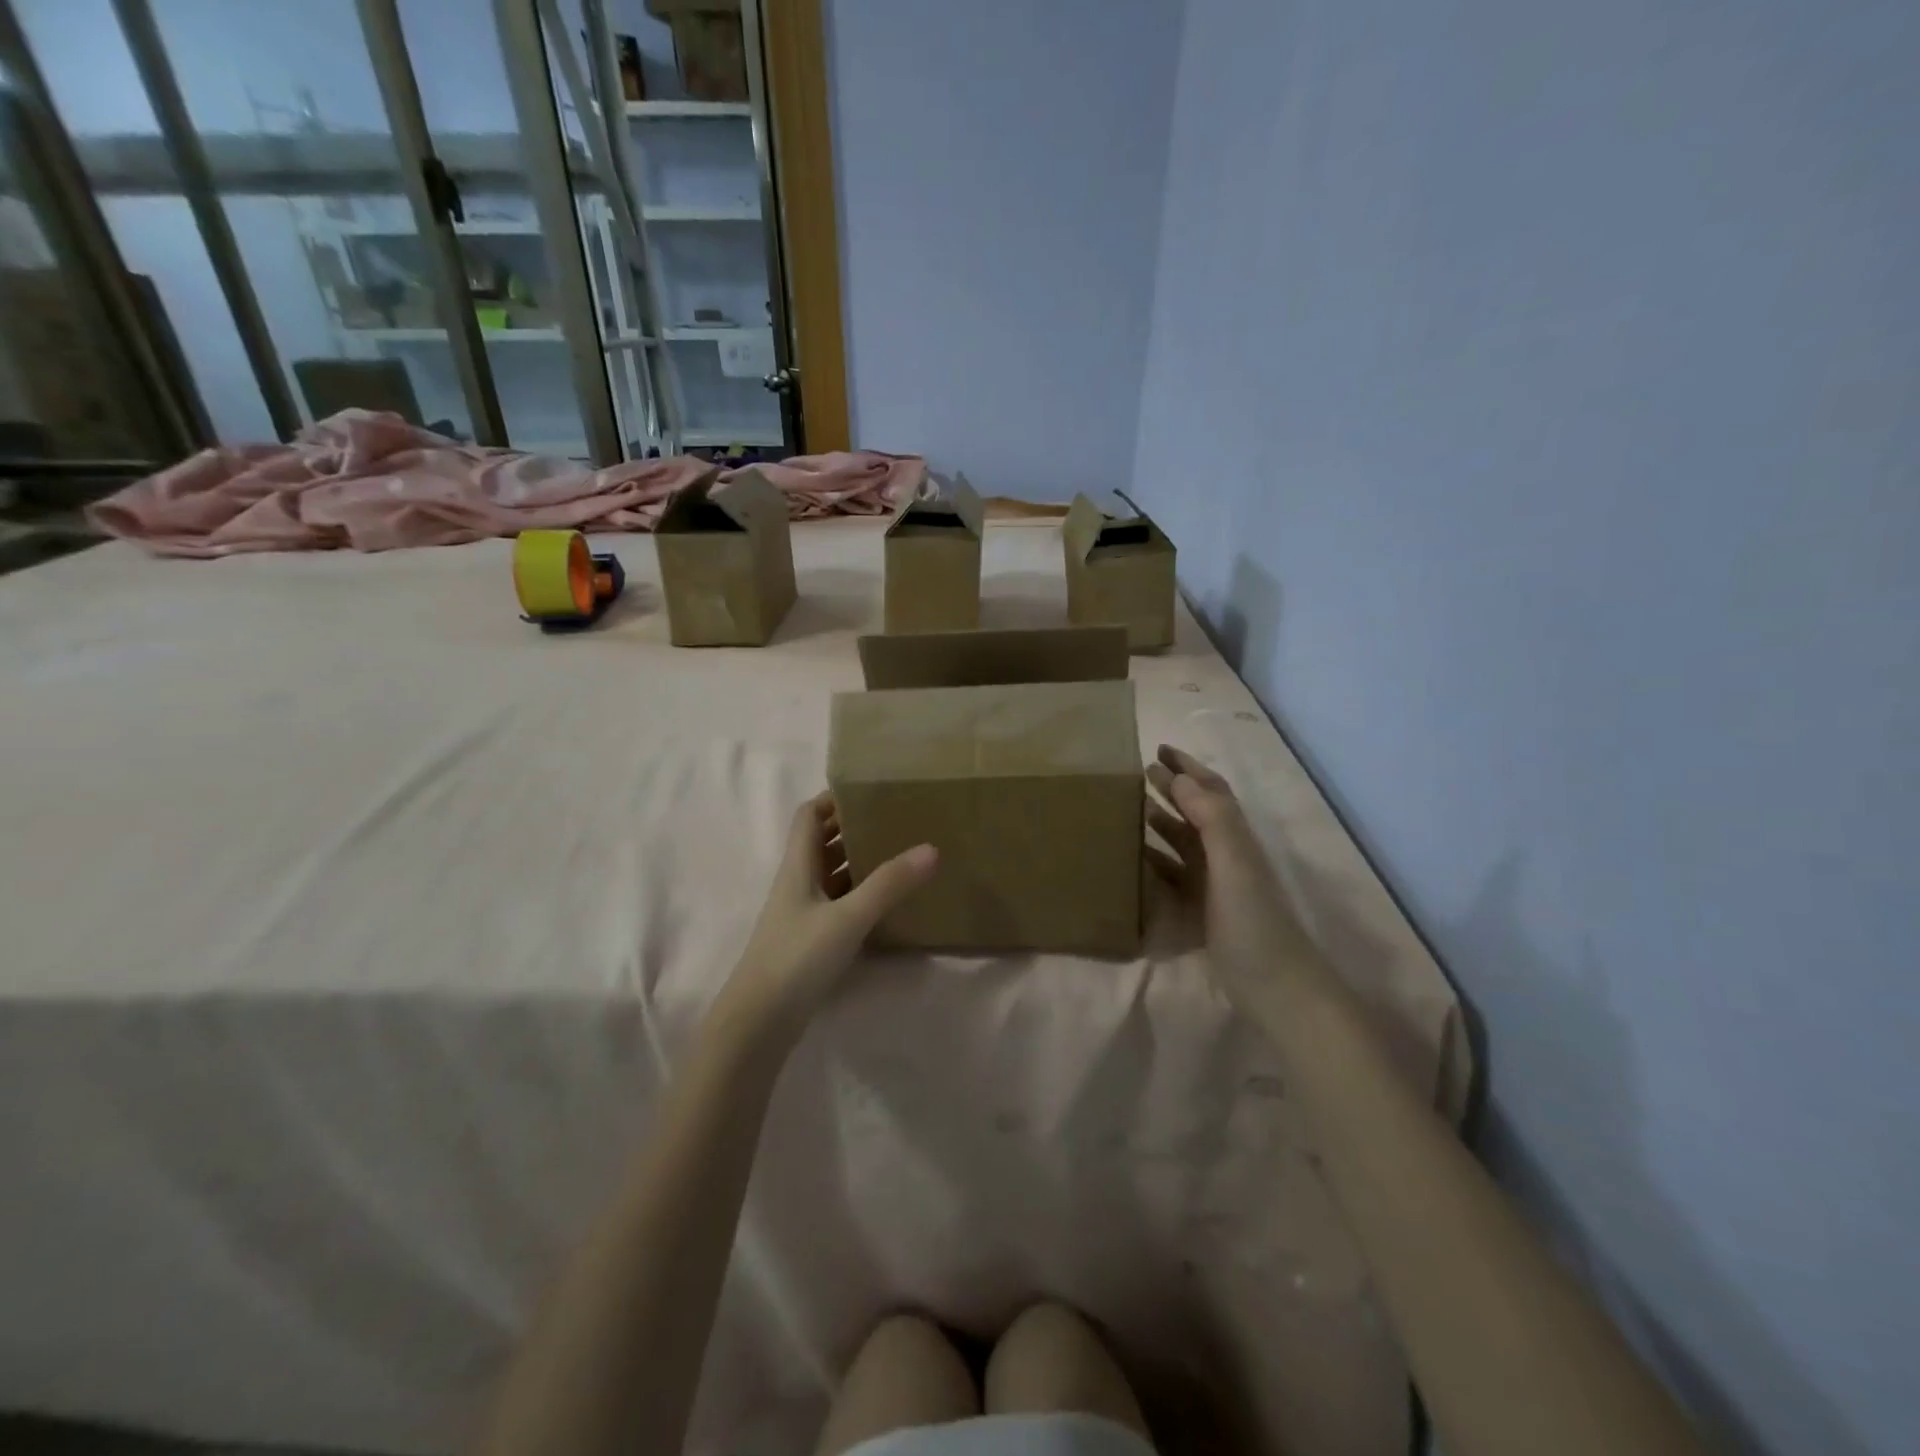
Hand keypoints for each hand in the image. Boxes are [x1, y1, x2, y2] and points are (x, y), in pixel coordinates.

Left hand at [719, 792, 937, 1038]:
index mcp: (798, 866)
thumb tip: (931, 848)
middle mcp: (797, 883)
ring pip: (830, 873)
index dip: (833, 799)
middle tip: (894, 818)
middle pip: (821, 842)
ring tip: (898, 852)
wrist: (759, 1022)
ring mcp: (802, 913)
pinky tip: (885, 900)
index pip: (808, 815)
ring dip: (857, 860)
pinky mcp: (810, 940)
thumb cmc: (797, 958)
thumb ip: (889, 884)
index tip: (870, 791)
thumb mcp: (848, 918)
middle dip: (852, 826)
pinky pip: (837, 903)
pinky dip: (858, 893)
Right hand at [1146, 744, 1317, 1016]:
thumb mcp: (1233, 864)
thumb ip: (1211, 818)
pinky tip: (1135, 860)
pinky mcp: (1203, 912)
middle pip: (1196, 812)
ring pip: (1184, 842)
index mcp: (1234, 839)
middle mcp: (1226, 855)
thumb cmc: (1253, 923)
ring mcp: (1215, 885)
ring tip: (1131, 807)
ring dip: (1162, 820)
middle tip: (1138, 772)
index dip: (1188, 768)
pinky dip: (1155, 860)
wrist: (1276, 989)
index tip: (1157, 749)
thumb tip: (1177, 777)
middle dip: (1172, 788)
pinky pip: (1174, 875)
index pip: (1210, 791)